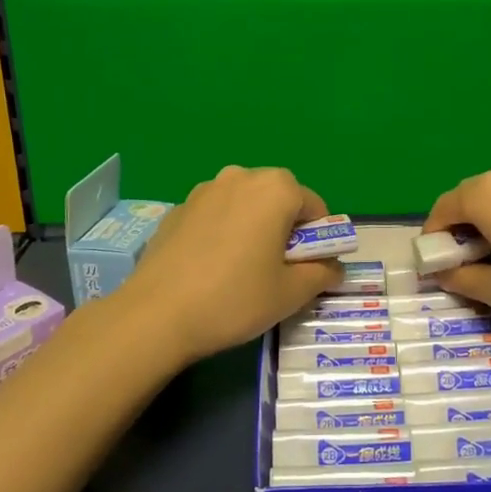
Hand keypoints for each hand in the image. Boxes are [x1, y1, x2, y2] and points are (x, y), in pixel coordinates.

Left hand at [122, 165, 343, 366]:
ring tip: (242, 270)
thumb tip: (334, 267)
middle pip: (279, 199)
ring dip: (254, 228)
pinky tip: (211, 268)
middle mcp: (241, 177)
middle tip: (277, 270)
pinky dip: (224, 232)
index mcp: (276, 189)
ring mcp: (204, 190)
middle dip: (286, 229)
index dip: (319, 240)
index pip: (315, 208)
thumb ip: (322, 273)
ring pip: (245, 205)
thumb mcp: (291, 293)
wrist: (156, 314)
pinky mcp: (178, 208)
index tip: (309, 270)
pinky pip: (216, 215)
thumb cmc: (235, 298)